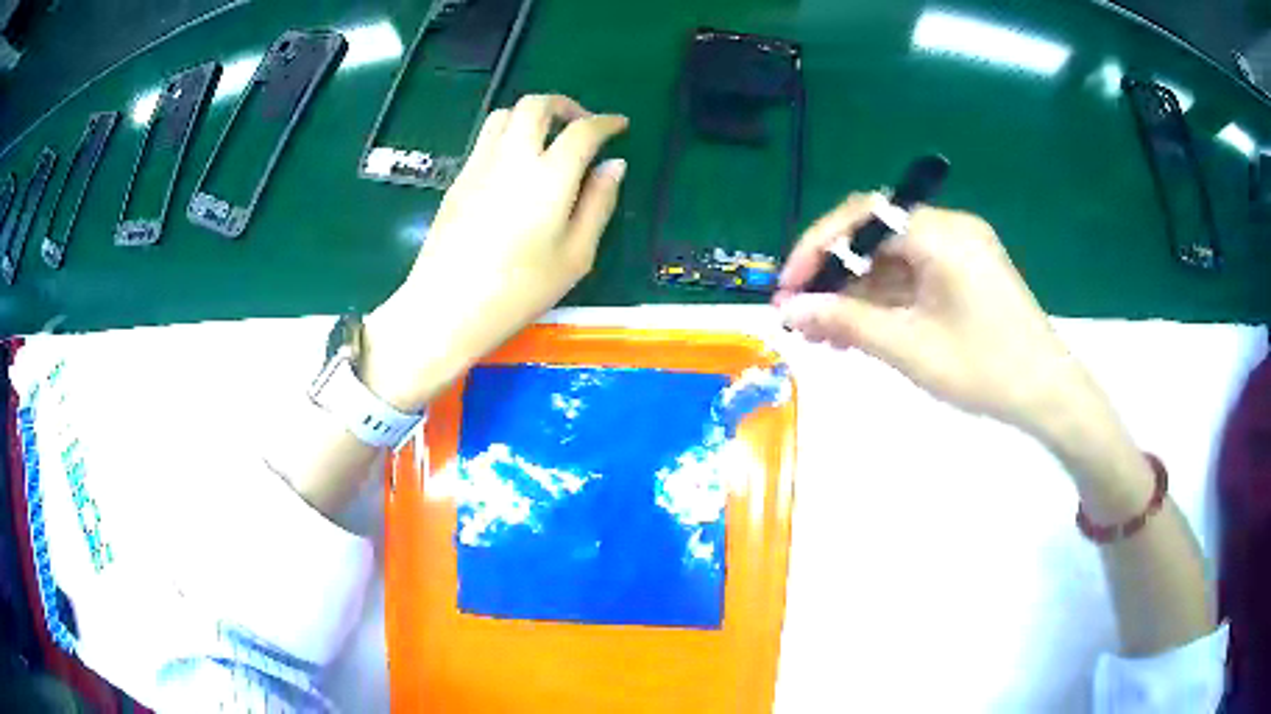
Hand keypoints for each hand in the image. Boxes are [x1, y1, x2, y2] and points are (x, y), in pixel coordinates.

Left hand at [362, 95, 628, 409]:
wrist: (447, 307)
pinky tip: (516, 166)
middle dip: (564, 105)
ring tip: (546, 140)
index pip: (582, 130)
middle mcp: (512, 157)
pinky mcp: (458, 179)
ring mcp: (479, 165)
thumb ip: (599, 204)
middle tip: (581, 125)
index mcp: (550, 176)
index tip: (619, 125)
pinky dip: (508, 135)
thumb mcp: (576, 256)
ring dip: (532, 115)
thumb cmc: (519, 291)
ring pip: (505, 114)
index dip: (605, 122)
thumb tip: (615, 166)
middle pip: (536, 105)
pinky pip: (486, 138)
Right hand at [775, 193, 1103, 441]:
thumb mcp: (911, 347)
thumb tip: (790, 310)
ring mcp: (959, 251)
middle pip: (875, 237)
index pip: (863, 218)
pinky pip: (913, 277)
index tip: (788, 288)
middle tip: (800, 315)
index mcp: (941, 233)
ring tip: (821, 333)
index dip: (818, 249)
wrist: (1050, 395)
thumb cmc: (986, 369)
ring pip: (891, 260)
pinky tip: (857, 331)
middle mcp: (949, 229)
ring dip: (855, 293)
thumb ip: (848, 322)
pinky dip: (884, 301)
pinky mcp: (965, 274)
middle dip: (834, 275)